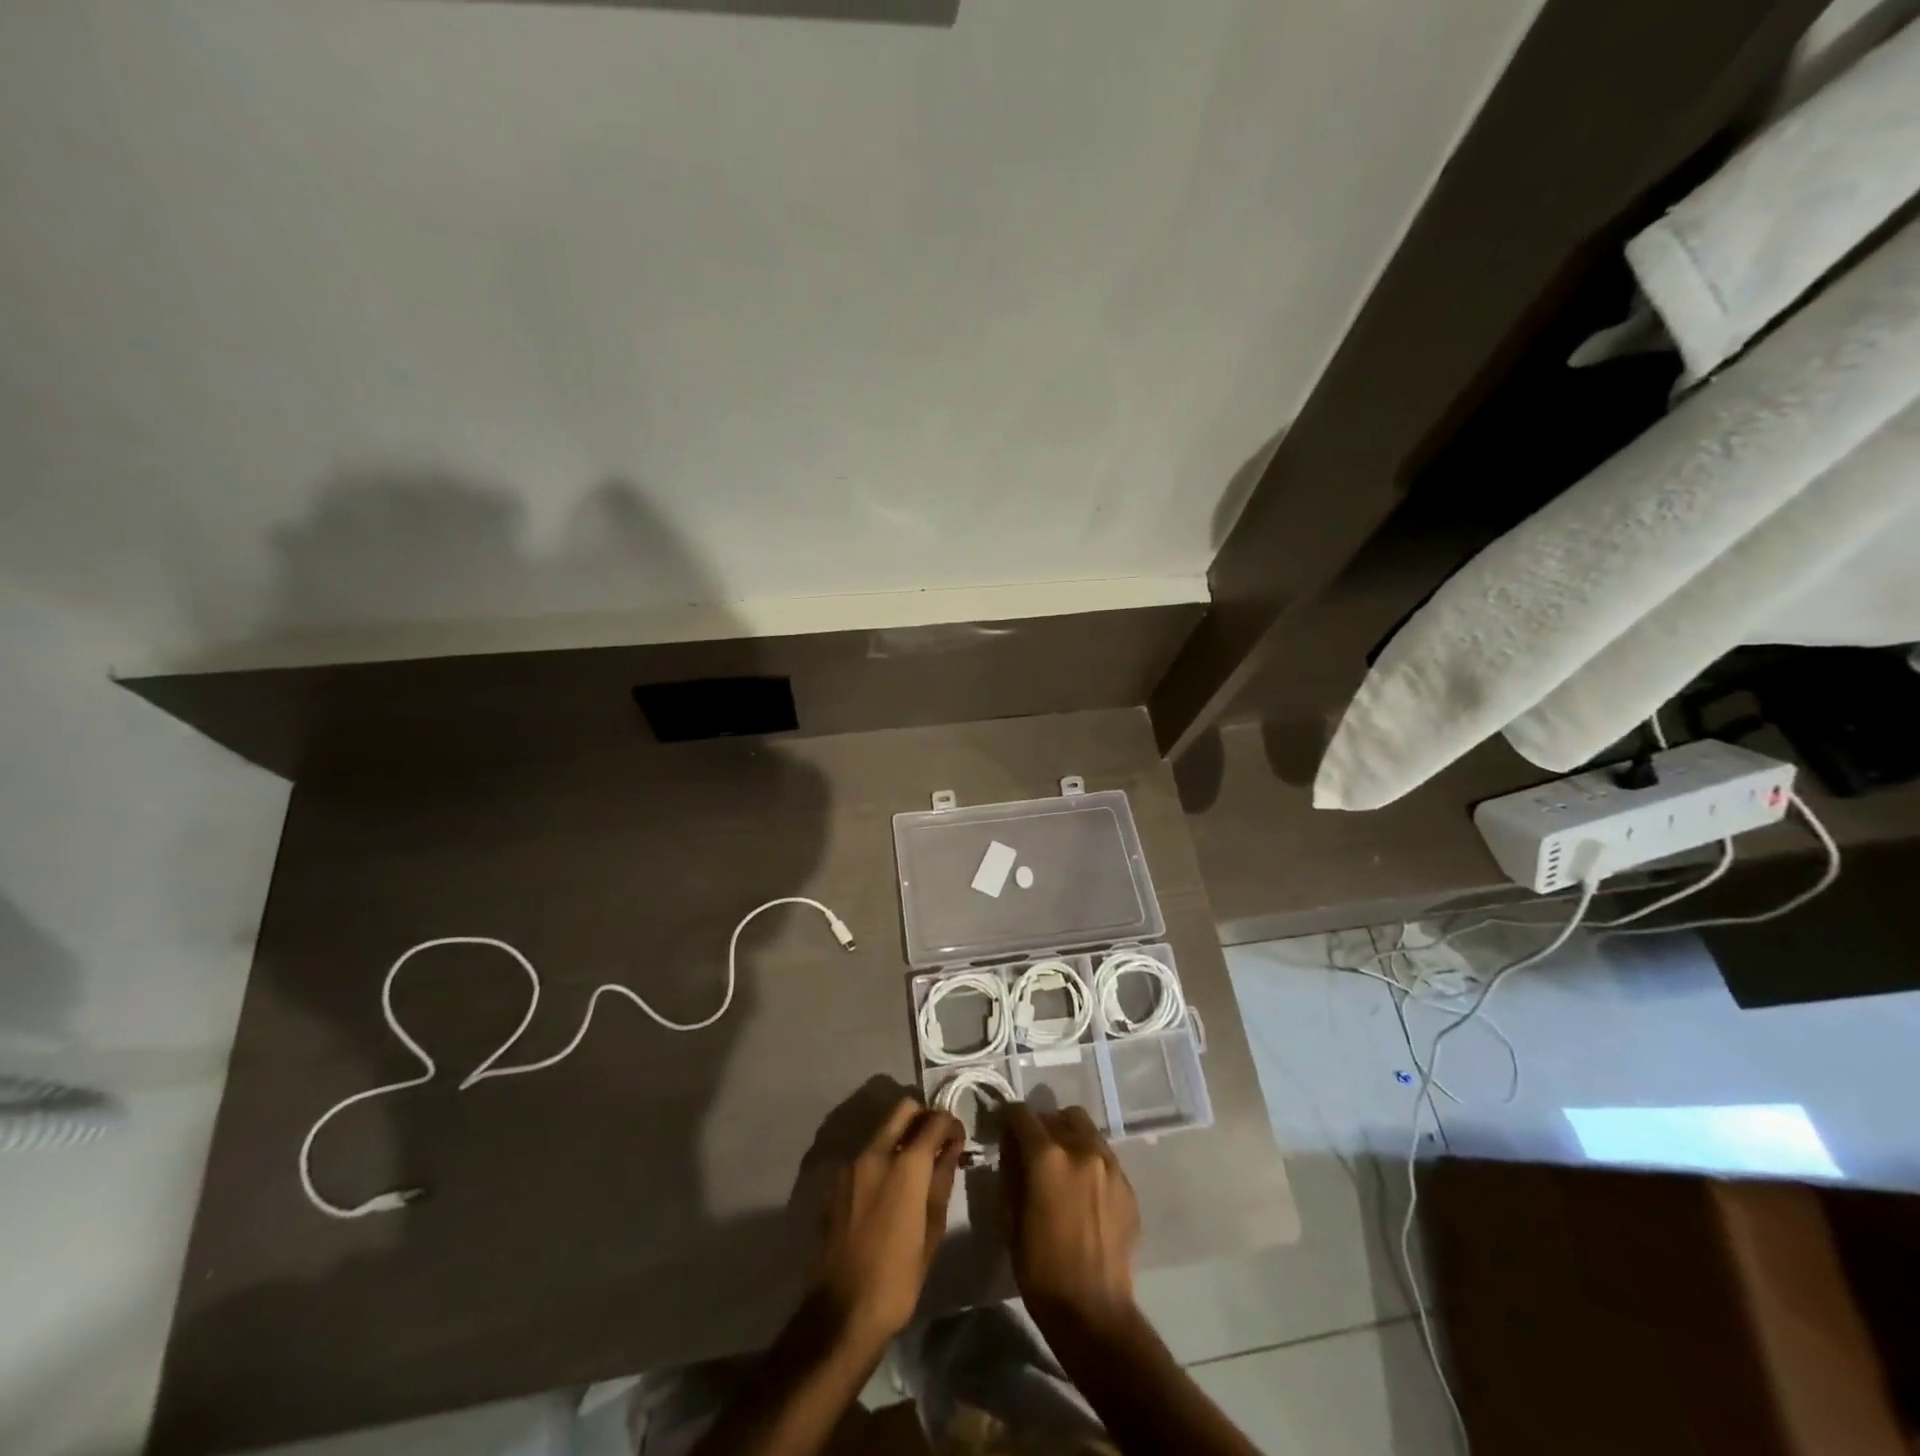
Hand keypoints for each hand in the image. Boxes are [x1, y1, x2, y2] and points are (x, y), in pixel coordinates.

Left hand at [810, 1097, 963, 1349]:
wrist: (841, 1312)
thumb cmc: (898, 1279)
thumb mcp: (932, 1232)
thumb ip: (941, 1181)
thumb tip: (951, 1149)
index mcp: (906, 1165)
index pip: (935, 1120)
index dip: (951, 1124)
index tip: (957, 1139)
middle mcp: (875, 1152)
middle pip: (903, 1108)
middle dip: (923, 1117)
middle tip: (935, 1143)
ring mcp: (850, 1163)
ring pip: (882, 1128)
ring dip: (900, 1135)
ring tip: (913, 1167)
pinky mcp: (835, 1179)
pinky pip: (864, 1152)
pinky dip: (881, 1155)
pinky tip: (887, 1187)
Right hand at [999, 1104, 1139, 1329]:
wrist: (1093, 1310)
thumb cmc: (1040, 1268)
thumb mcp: (1009, 1217)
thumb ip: (1010, 1170)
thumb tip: (1012, 1144)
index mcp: (1047, 1156)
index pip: (1022, 1113)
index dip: (1009, 1121)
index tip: (1005, 1136)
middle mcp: (1081, 1148)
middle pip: (1057, 1115)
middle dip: (1041, 1127)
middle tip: (1033, 1154)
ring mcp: (1110, 1164)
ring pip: (1085, 1129)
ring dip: (1068, 1138)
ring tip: (1062, 1170)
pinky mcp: (1127, 1184)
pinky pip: (1103, 1156)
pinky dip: (1089, 1161)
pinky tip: (1084, 1194)